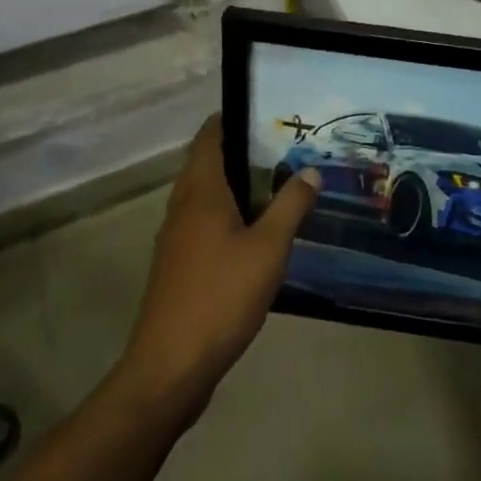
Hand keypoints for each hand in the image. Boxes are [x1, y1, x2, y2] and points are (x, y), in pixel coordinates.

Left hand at [117, 115, 319, 419]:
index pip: (208, 137)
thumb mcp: (268, 248)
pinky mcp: (179, 267)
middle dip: (241, 151)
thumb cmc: (220, 296)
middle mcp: (182, 207)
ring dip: (236, 185)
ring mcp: (176, 239)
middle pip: (207, 164)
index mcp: (200, 192)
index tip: (265, 112)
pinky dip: (229, 214)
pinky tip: (258, 230)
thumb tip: (310, 171)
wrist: (170, 368)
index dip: (231, 118)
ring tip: (278, 182)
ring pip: (206, 196)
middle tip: (284, 146)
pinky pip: (205, 223)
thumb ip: (290, 205)